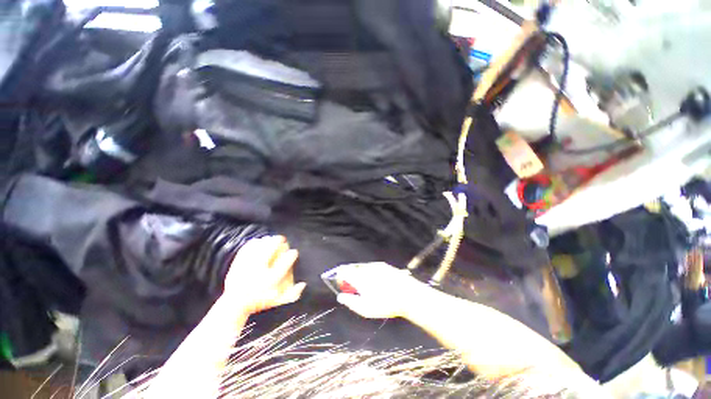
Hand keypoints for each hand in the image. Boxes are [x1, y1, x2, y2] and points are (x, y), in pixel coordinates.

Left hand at [223, 235, 305, 314]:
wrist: (234, 304)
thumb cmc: (259, 301)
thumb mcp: (278, 301)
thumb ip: (292, 294)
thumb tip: (303, 284)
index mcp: (269, 281)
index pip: (284, 264)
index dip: (291, 255)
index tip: (294, 251)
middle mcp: (258, 272)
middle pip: (269, 251)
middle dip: (277, 242)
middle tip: (283, 238)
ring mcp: (246, 267)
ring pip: (258, 248)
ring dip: (266, 241)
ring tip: (272, 238)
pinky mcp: (237, 264)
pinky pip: (246, 249)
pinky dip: (253, 243)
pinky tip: (258, 240)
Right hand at [336, 262, 428, 318]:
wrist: (408, 295)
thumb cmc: (385, 304)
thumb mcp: (365, 308)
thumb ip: (350, 302)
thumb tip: (340, 296)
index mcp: (359, 277)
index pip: (343, 271)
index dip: (340, 277)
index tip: (342, 285)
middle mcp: (366, 268)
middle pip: (352, 268)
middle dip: (350, 277)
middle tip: (354, 289)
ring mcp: (376, 265)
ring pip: (362, 268)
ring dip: (360, 275)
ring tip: (367, 288)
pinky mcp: (384, 266)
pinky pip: (372, 268)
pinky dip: (369, 273)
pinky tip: (377, 283)